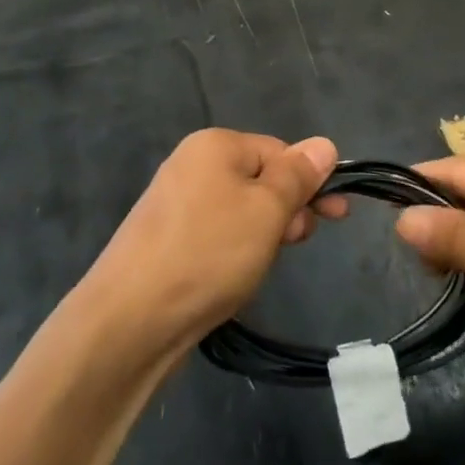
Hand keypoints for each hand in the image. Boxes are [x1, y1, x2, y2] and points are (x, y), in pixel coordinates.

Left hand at [88, 129, 344, 352]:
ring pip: (240, 209)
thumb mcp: (266, 210)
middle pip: (260, 178)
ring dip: (264, 232)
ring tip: (263, 265)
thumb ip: (298, 176)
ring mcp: (174, 203)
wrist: (129, 321)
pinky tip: (236, 276)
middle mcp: (191, 164)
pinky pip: (216, 232)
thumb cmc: (208, 254)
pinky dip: (235, 249)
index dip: (309, 182)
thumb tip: (324, 143)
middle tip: (296, 243)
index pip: (280, 151)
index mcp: (215, 145)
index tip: (335, 216)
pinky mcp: (165, 239)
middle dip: (287, 209)